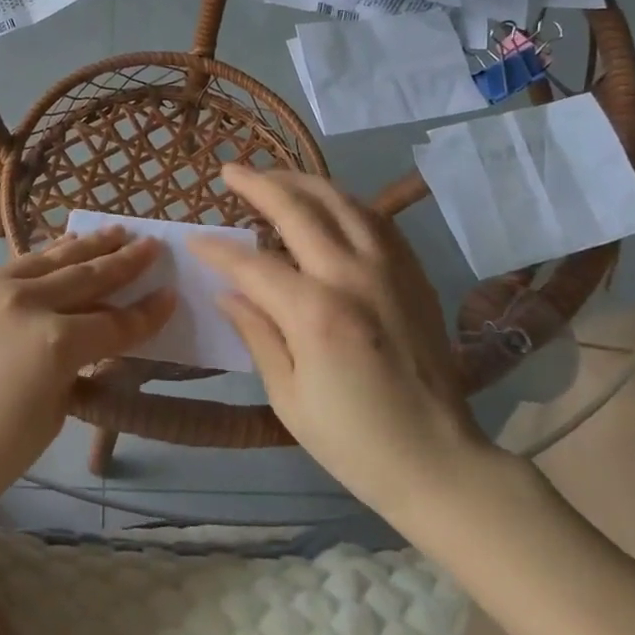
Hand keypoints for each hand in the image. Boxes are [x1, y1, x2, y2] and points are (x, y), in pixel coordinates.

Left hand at [0, 227, 173, 519]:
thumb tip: (86, 341)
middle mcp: (25, 302)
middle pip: (87, 276)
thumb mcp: (49, 416)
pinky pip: (15, 265)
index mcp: (53, 343)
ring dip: (87, 246)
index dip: (146, 313)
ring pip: (50, 259)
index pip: (113, 323)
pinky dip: (45, 257)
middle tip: (152, 244)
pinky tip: (62, 249)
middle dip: (125, 261)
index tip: (170, 294)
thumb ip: (74, 368)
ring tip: (115, 230)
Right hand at [191, 165, 489, 514]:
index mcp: (316, 313)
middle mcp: (353, 276)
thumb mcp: (288, 397)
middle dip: (258, 185)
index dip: (218, 249)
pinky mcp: (413, 273)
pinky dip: (343, 201)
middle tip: (230, 171)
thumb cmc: (354, 442)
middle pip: (298, 209)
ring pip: (341, 201)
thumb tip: (227, 292)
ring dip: (301, 182)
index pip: (252, 263)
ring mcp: (389, 269)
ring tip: (273, 176)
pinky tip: (326, 202)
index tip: (195, 239)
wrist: (439, 462)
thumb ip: (257, 333)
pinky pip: (375, 219)